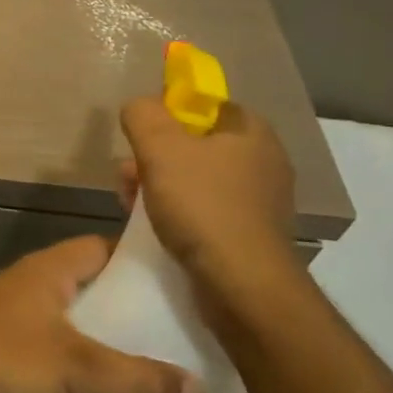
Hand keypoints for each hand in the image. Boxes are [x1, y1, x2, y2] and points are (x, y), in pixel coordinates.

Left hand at [0, 236, 203, 392]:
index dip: (137, 261)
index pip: (101, 247)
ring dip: (100, 336)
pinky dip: (77, 361)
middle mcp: (29, 283)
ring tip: (145, 361)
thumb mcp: (80, 371)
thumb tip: (200, 390)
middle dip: (125, 305)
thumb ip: (139, 382)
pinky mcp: (1, 350)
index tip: (176, 282)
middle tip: (171, 329)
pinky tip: (99, 389)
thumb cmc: (8, 364)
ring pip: (70, 318)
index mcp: (47, 268)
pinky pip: (52, 347)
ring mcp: (12, 316)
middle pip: (88, 284)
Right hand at [118, 94, 300, 294]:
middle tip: (128, 174)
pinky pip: (206, 213)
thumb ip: (143, 114)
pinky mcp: (250, 237)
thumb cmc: (203, 206)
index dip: (171, 113)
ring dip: (160, 187)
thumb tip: (139, 107)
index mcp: (253, 133)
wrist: (243, 287)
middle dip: (156, 156)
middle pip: (197, 145)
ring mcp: (260, 203)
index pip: (208, 106)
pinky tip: (154, 228)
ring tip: (130, 203)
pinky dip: (179, 215)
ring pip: (197, 181)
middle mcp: (263, 163)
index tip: (144, 133)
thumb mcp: (160, 147)